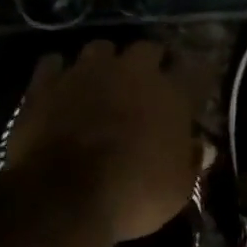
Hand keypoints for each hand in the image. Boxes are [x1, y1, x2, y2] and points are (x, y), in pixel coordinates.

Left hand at [2, 41, 204, 244]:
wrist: (64, 197)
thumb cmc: (133, 196)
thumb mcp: (178, 190)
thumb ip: (191, 161)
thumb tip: (200, 146)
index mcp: (171, 95)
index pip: (196, 71)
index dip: (196, 79)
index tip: (194, 91)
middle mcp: (131, 72)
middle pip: (147, 49)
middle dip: (151, 63)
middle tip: (148, 85)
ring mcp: (86, 72)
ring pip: (100, 48)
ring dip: (105, 63)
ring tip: (103, 83)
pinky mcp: (46, 83)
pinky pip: (54, 64)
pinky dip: (60, 73)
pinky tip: (61, 89)